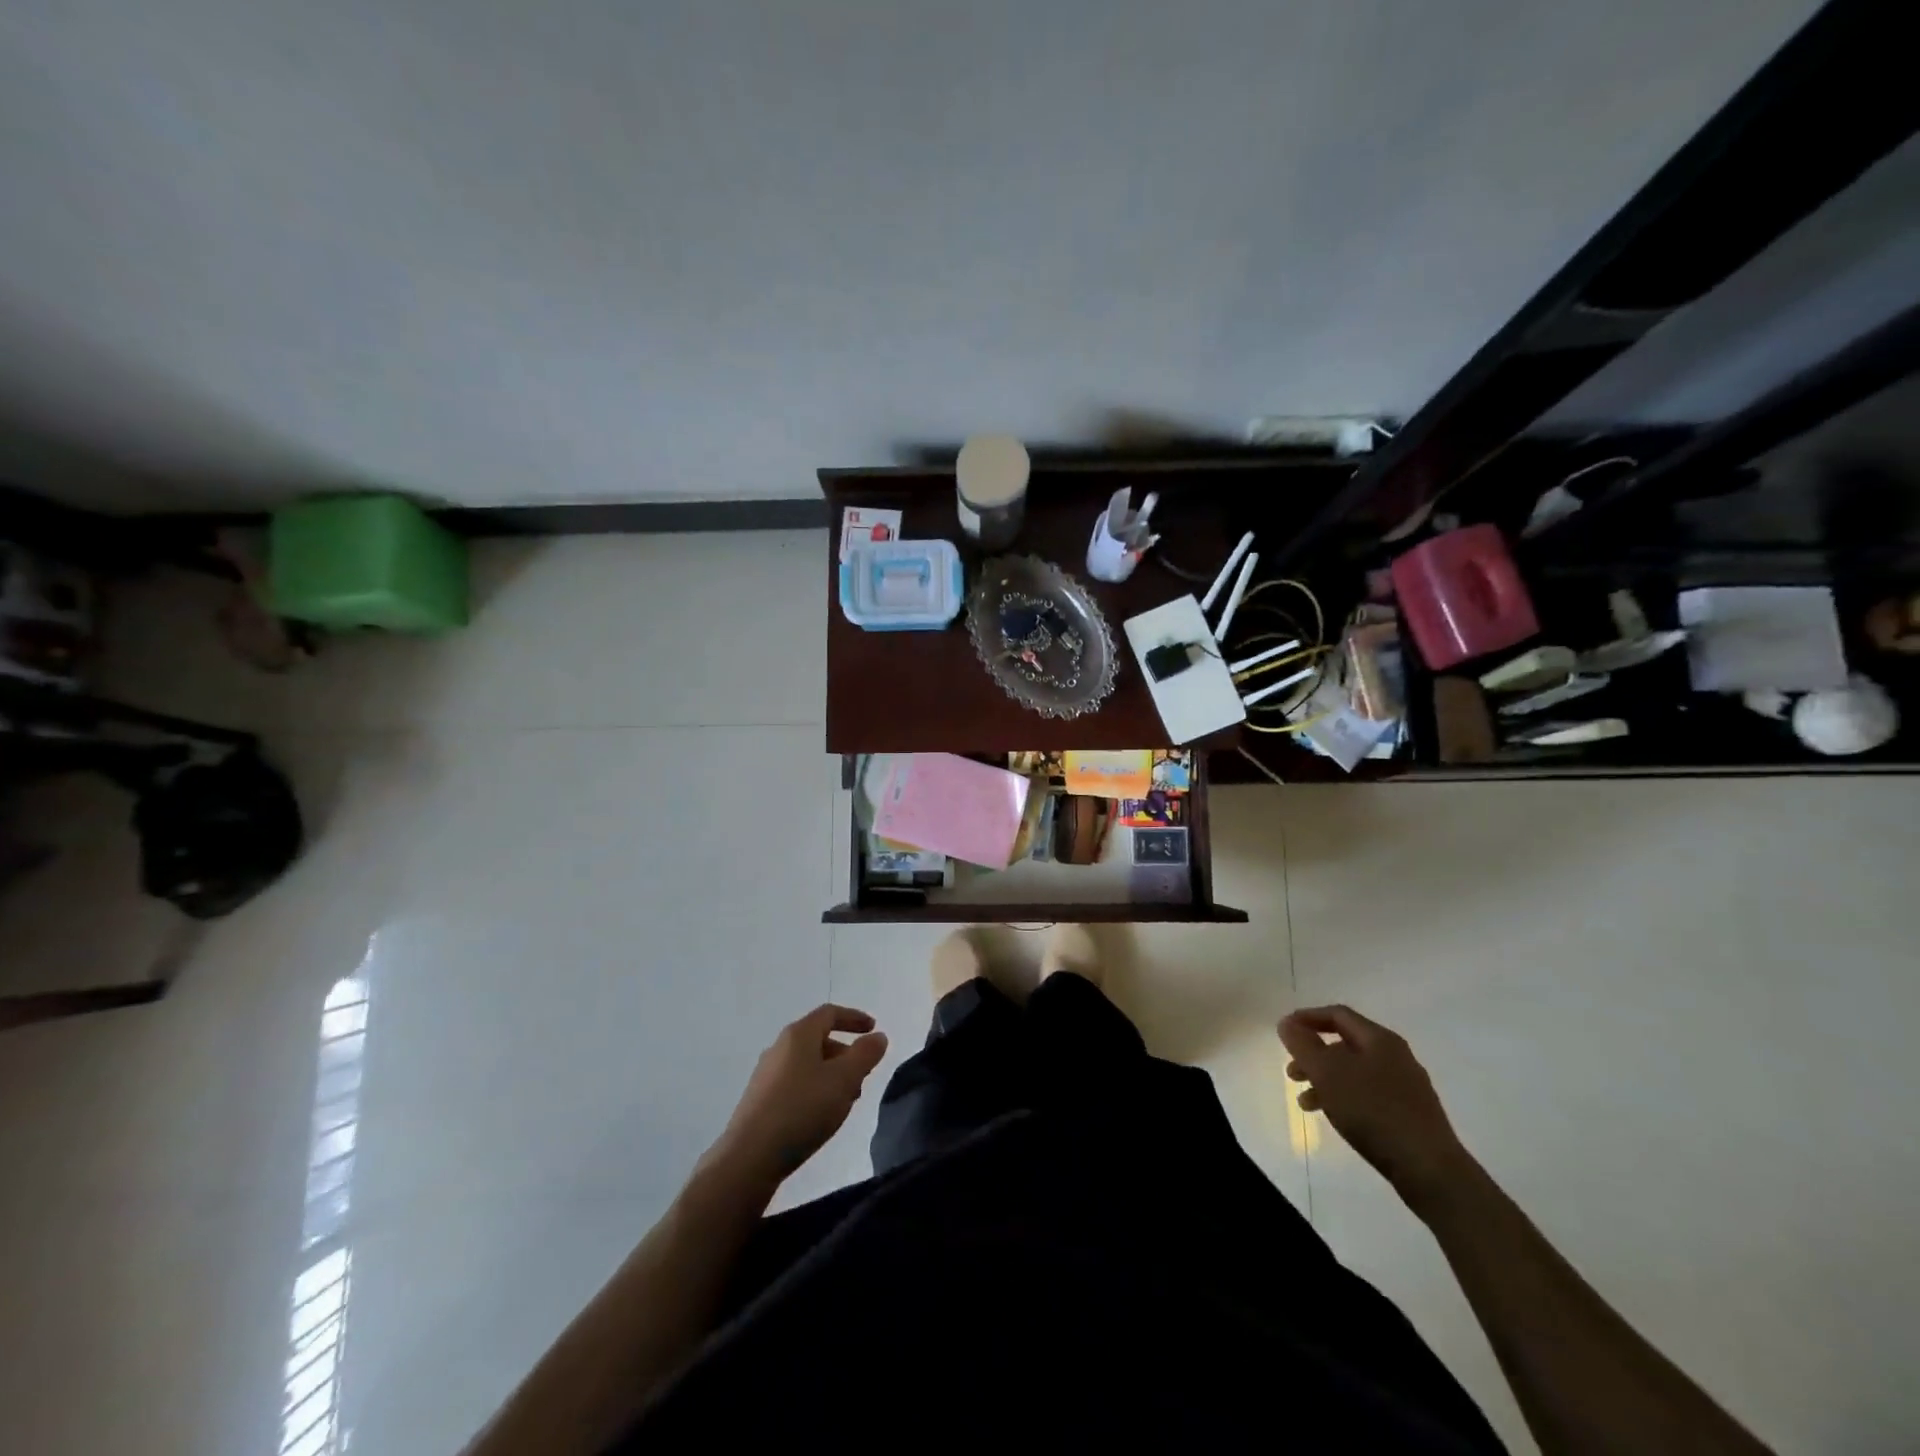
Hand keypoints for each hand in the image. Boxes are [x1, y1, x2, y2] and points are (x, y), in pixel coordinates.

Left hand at [713, 1005, 888, 1182]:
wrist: (749, 1157)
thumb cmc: (802, 1109)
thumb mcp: (844, 1080)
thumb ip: (865, 1054)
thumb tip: (878, 1036)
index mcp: (799, 1035)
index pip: (830, 1013)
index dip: (854, 1018)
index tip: (874, 1029)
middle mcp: (779, 1048)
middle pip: (818, 1039)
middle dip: (845, 1053)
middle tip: (863, 1074)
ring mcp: (766, 1075)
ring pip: (807, 1064)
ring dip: (831, 1074)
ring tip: (845, 1100)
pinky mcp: (759, 1100)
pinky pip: (795, 1083)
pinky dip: (814, 1089)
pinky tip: (820, 1115)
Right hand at [1277, 1004, 1469, 1205]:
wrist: (1430, 1170)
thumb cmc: (1373, 1111)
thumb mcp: (1328, 1073)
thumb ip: (1303, 1045)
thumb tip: (1287, 1023)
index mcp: (1380, 1040)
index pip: (1338, 1015)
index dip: (1307, 1018)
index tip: (1284, 1031)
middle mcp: (1396, 1057)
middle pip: (1345, 1044)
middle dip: (1313, 1055)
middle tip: (1291, 1072)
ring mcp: (1406, 1087)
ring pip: (1355, 1072)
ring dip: (1326, 1080)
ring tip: (1305, 1102)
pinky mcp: (1411, 1115)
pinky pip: (1368, 1095)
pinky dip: (1345, 1098)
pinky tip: (1334, 1117)